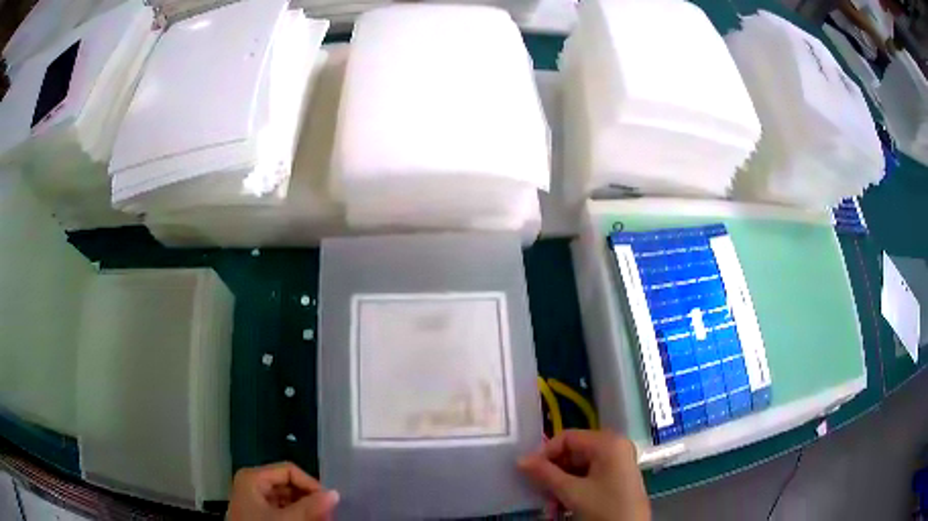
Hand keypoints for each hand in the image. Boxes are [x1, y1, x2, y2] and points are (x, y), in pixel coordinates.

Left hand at [227, 462, 339, 520]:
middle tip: (327, 515)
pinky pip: (282, 509)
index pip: (289, 471)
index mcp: (253, 477)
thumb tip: (335, 494)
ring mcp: (255, 499)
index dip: (311, 484)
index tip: (328, 503)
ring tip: (320, 520)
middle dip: (309, 500)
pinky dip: (297, 515)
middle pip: (289, 485)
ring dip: (306, 509)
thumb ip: (310, 507)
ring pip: (288, 498)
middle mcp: (252, 484)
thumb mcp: (286, 519)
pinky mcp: (258, 513)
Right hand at [518, 430, 649, 520]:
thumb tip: (520, 460)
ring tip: (551, 509)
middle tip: (540, 494)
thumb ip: (545, 474)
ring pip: (578, 469)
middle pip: (572, 454)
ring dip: (560, 488)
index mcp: (608, 442)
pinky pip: (588, 478)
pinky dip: (573, 492)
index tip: (529, 472)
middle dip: (553, 476)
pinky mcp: (617, 479)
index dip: (545, 453)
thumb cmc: (603, 507)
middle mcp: (615, 447)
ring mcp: (617, 464)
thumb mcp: (571, 491)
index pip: (568, 437)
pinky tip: (562, 509)